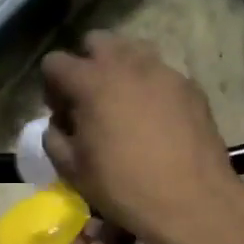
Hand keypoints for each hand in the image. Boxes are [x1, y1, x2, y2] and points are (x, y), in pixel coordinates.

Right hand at [40, 33, 241, 243]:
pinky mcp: (190, 86)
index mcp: (91, 82)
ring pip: (133, 51)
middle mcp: (127, 64)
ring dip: (120, 70)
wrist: (192, 201)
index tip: (61, 114)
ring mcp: (163, 71)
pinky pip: (161, 74)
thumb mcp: (72, 170)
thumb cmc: (124, 187)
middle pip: (96, 41)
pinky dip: (149, 87)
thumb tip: (59, 125)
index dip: (51, 87)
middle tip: (90, 101)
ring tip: (123, 106)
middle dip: (87, 65)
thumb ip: (54, 138)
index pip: (55, 62)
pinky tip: (154, 120)